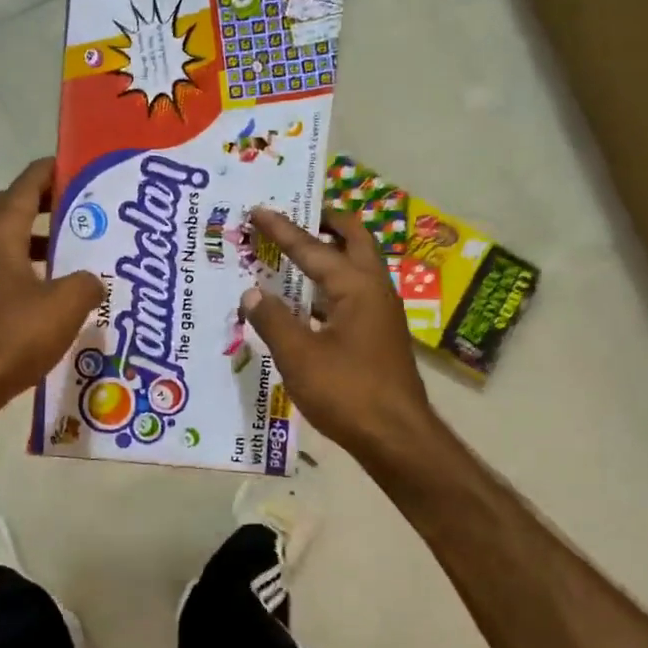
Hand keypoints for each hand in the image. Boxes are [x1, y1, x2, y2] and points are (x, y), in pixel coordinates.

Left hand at [0, 159, 104, 414]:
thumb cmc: (10, 337)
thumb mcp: (65, 306)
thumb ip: (86, 283)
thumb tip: (93, 279)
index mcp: (1, 235)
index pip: (26, 186)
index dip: (51, 171)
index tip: (79, 165)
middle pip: (10, 206)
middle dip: (42, 201)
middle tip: (78, 208)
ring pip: (7, 239)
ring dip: (37, 236)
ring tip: (74, 249)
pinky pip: (5, 268)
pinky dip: (30, 267)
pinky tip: (55, 292)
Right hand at [242, 207, 437, 464]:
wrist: (397, 437)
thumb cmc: (348, 392)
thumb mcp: (299, 356)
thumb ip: (273, 320)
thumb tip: (251, 293)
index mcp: (356, 287)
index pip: (313, 248)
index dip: (283, 229)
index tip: (259, 210)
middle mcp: (375, 290)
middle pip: (354, 240)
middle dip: (326, 223)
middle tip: (297, 214)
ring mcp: (381, 313)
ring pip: (357, 267)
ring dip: (331, 253)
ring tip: (297, 252)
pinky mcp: (379, 335)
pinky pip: (353, 294)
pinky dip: (331, 285)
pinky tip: (307, 301)